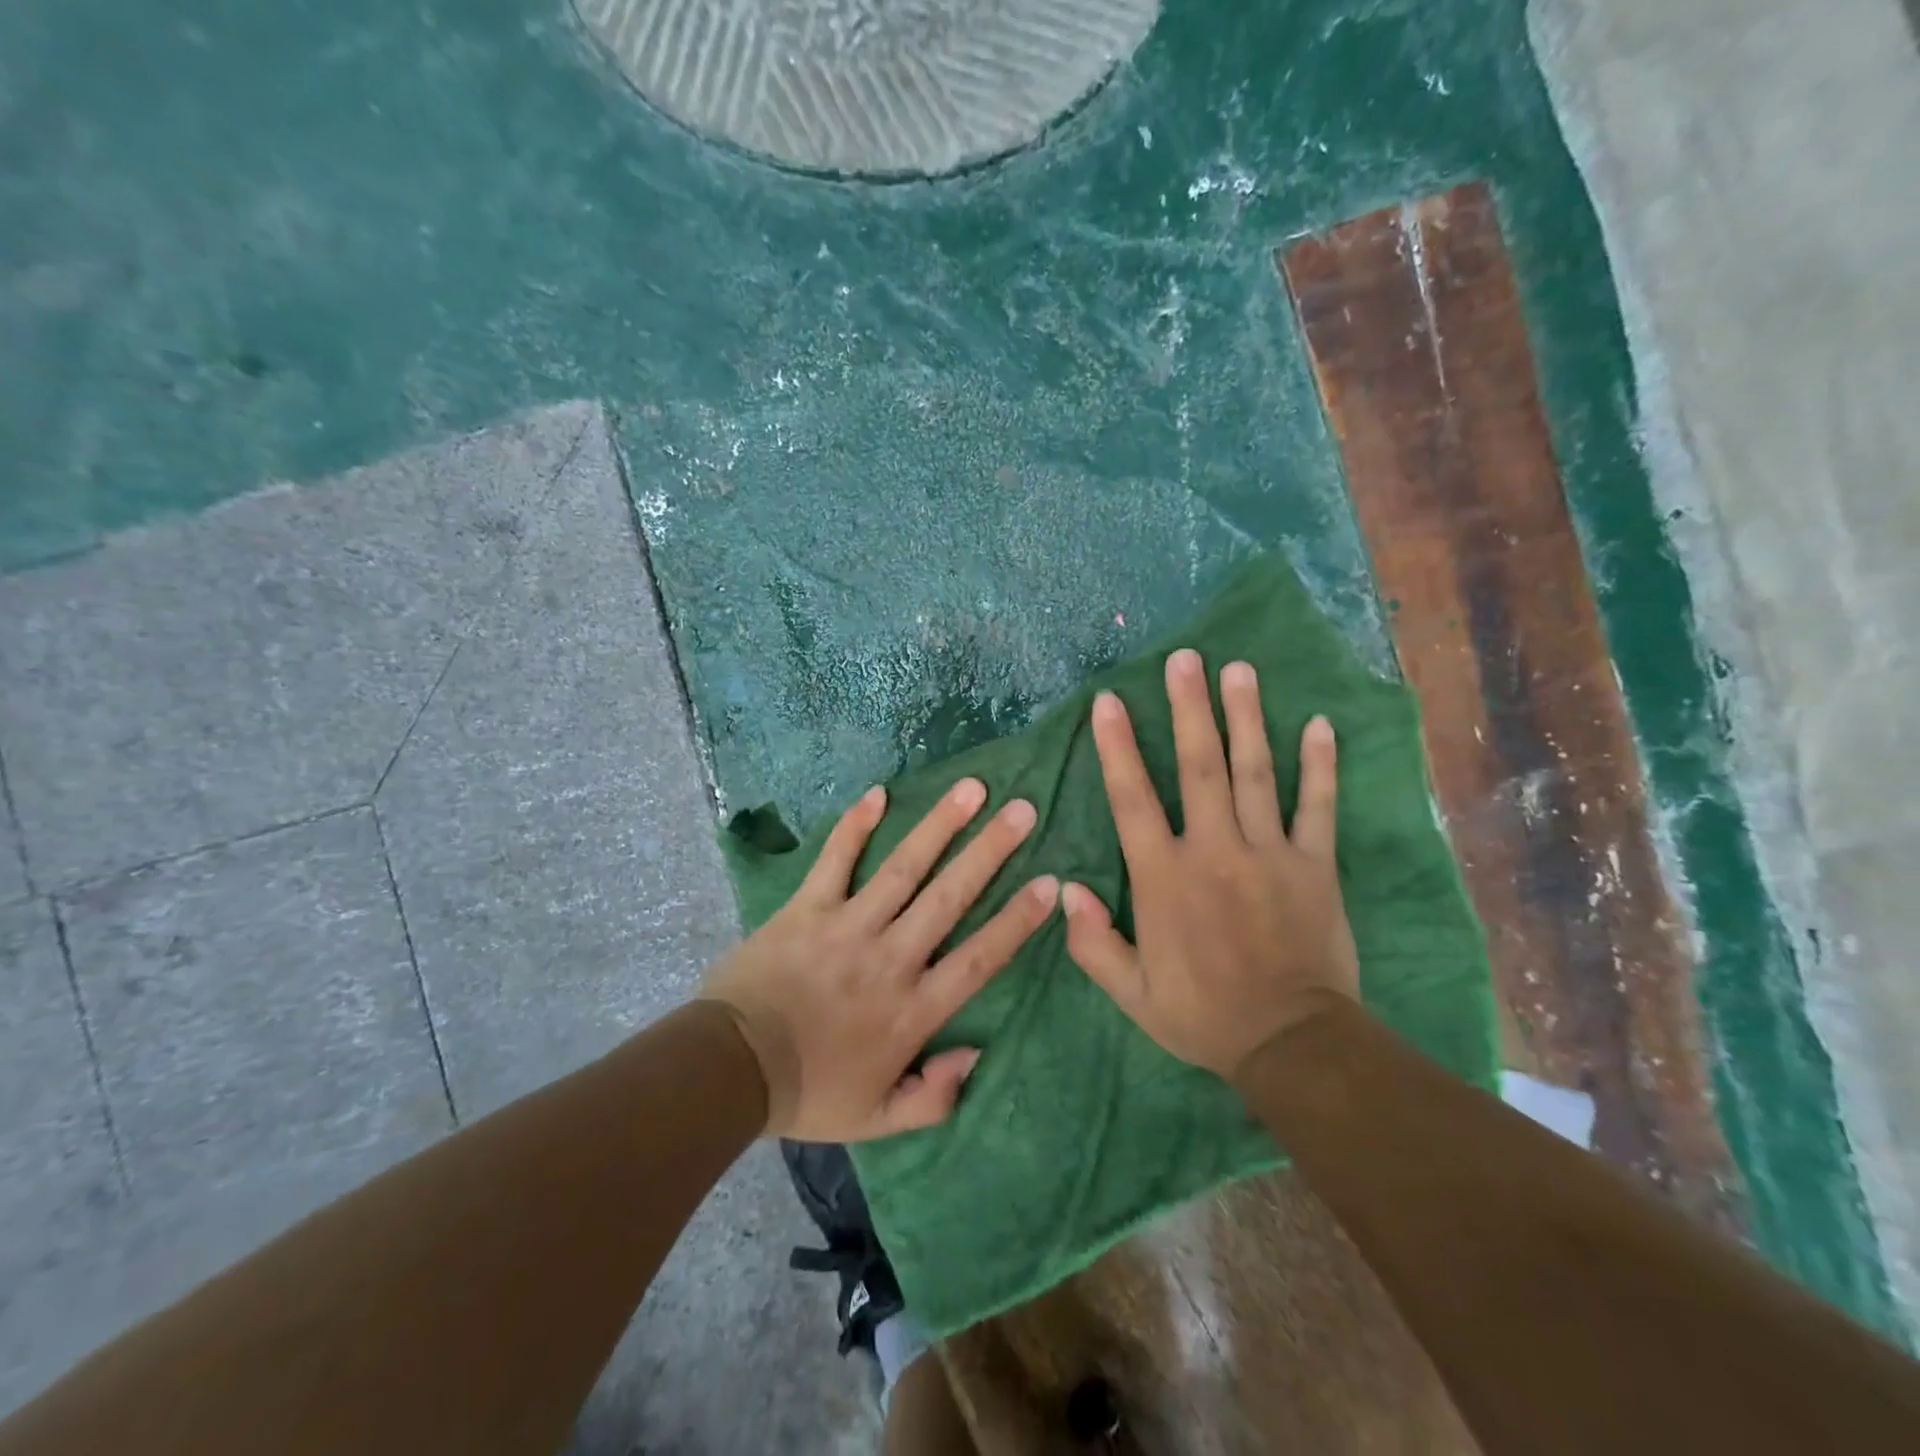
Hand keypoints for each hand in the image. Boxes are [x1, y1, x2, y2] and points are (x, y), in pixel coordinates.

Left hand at [702, 779, 1058, 1141]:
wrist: (730, 1072)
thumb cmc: (808, 1092)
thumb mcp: (877, 1119)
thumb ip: (934, 1097)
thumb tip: (977, 1054)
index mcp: (913, 1009)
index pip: (979, 958)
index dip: (1017, 920)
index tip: (1051, 883)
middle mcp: (890, 957)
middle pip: (950, 897)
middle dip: (990, 852)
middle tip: (1023, 810)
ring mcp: (848, 926)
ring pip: (904, 868)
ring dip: (940, 825)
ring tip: (972, 789)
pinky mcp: (807, 908)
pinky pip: (835, 860)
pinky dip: (855, 826)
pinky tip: (878, 792)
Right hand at [1064, 649, 1359, 1078]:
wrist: (1292, 1045)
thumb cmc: (1203, 1015)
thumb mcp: (1132, 993)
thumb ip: (1093, 942)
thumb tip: (1064, 890)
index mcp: (1165, 877)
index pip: (1133, 798)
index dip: (1118, 746)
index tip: (1109, 701)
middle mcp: (1214, 850)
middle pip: (1200, 766)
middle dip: (1189, 709)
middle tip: (1184, 659)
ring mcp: (1269, 853)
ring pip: (1256, 773)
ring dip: (1246, 718)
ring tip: (1238, 670)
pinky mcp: (1313, 865)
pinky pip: (1317, 807)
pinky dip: (1319, 766)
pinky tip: (1317, 724)